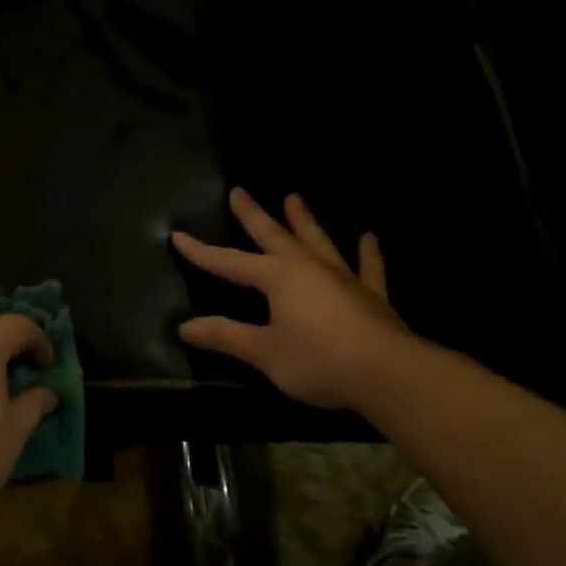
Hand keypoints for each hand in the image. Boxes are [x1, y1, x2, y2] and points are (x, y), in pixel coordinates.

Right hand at [173, 189, 413, 411]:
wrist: (387, 373)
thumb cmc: (318, 360)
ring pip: (318, 242)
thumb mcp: (263, 352)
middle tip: (239, 191)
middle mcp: (309, 268)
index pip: (230, 263)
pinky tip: (368, 237)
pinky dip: (368, 253)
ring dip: (304, 221)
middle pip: (275, 236)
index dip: (202, 252)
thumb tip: (185, 327)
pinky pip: (369, 268)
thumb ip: (226, 336)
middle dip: (253, 215)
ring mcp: (343, 279)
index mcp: (278, 278)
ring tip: (294, 198)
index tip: (178, 236)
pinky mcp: (372, 297)